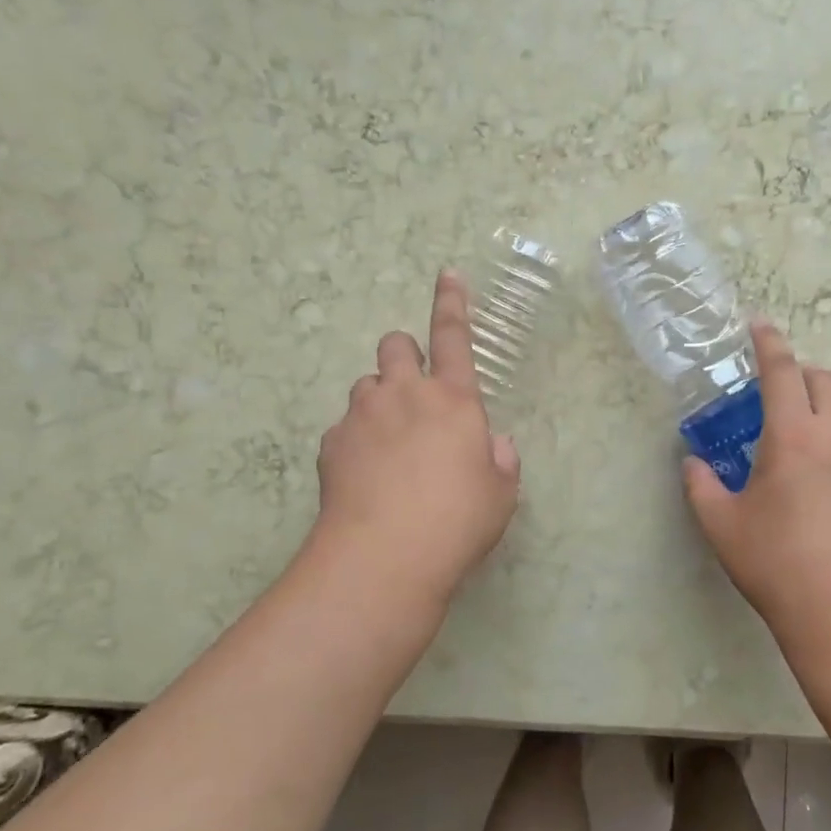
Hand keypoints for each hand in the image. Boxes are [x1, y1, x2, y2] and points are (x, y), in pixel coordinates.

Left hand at [306, 271, 520, 612]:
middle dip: (404, 354)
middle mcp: (406, 395)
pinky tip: (364, 476)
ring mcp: (363, 415)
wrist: (385, 556)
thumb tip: (492, 445)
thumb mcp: (499, 494)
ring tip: (389, 444)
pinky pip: (344, 426)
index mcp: (454, 400)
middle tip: (413, 391)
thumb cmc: (457, 521)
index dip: (453, 302)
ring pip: (366, 384)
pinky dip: (355, 440)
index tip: (448, 274)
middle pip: (395, 344)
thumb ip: (499, 460)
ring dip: (379, 400)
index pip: (454, 336)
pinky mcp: (331, 443)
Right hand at [683, 320, 830, 665]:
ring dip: (824, 405)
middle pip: (825, 380)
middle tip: (774, 393)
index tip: (759, 324)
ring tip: (801, 435)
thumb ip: (701, 486)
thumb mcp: (723, 526)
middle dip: (799, 373)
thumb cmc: (779, 564)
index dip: (768, 343)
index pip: (782, 371)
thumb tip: (693, 464)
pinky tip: (827, 477)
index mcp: (794, 435)